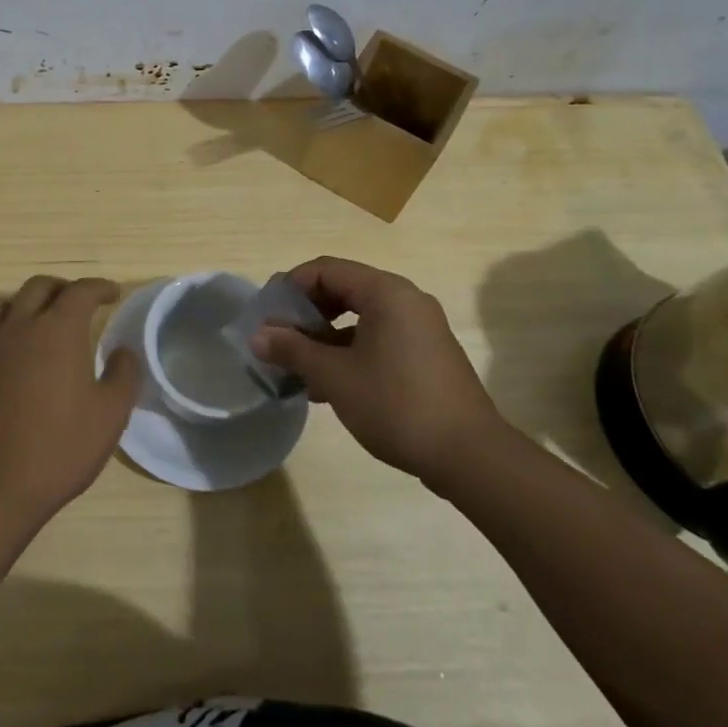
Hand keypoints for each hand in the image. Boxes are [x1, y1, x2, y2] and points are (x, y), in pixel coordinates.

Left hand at [0, 276, 138, 522]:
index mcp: (58, 330)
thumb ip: (122, 374)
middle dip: (63, 288)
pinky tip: (11, 352)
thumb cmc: (61, 447)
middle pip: (39, 286)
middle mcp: (20, 326)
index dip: (99, 287)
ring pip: (3, 303)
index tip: (112, 294)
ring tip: (39, 319)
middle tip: (79, 303)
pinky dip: (1, 330)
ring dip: (25, 302)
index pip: (80, 291)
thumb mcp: (110, 414)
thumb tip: (122, 351)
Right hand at [252, 257, 508, 487]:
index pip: (326, 269)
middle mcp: (406, 300)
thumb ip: (293, 350)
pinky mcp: (427, 355)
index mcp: (386, 292)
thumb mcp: (335, 376)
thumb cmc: (396, 405)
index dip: (290, 287)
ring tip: (297, 368)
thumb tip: (257, 336)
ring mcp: (420, 328)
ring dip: (324, 337)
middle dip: (306, 314)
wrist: (470, 457)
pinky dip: (349, 352)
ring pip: (359, 317)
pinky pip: (378, 338)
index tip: (267, 315)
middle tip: (280, 339)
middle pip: (343, 290)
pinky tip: (328, 386)